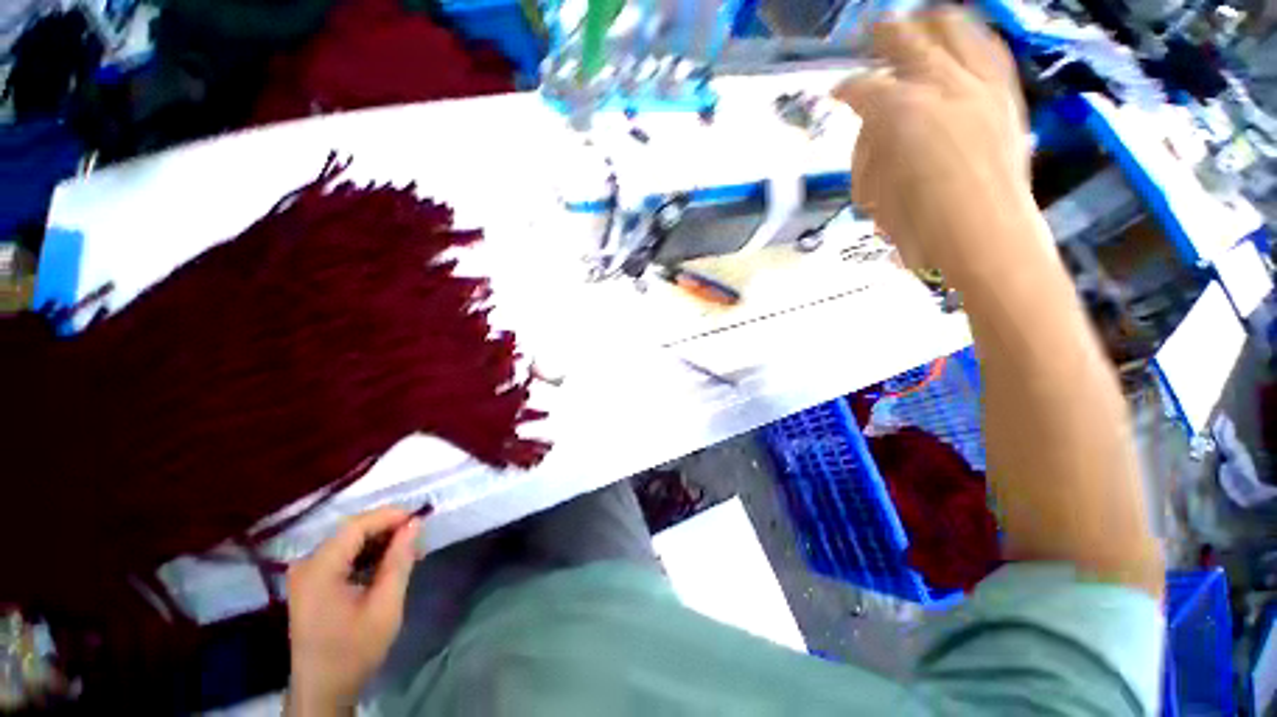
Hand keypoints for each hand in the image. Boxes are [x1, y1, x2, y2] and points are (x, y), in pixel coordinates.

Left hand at [285, 508, 421, 715]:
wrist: (323, 690)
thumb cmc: (354, 650)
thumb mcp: (385, 606)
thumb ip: (399, 561)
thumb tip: (415, 524)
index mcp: (319, 569)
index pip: (356, 526)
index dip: (390, 516)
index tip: (421, 519)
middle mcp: (307, 564)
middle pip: (351, 531)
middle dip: (388, 529)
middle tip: (418, 538)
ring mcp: (306, 573)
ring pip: (349, 542)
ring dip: (380, 542)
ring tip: (410, 551)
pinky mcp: (311, 583)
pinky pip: (343, 556)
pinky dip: (368, 555)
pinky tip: (388, 564)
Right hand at [833, 9, 1035, 287]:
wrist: (986, 239)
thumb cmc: (921, 227)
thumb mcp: (877, 194)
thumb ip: (871, 159)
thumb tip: (875, 136)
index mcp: (901, 115)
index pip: (865, 89)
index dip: (847, 89)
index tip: (837, 93)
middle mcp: (941, 86)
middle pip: (907, 42)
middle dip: (884, 35)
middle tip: (871, 32)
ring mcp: (980, 87)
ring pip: (955, 31)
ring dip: (931, 22)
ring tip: (920, 18)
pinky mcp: (1006, 98)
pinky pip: (990, 52)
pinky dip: (974, 38)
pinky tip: (966, 35)